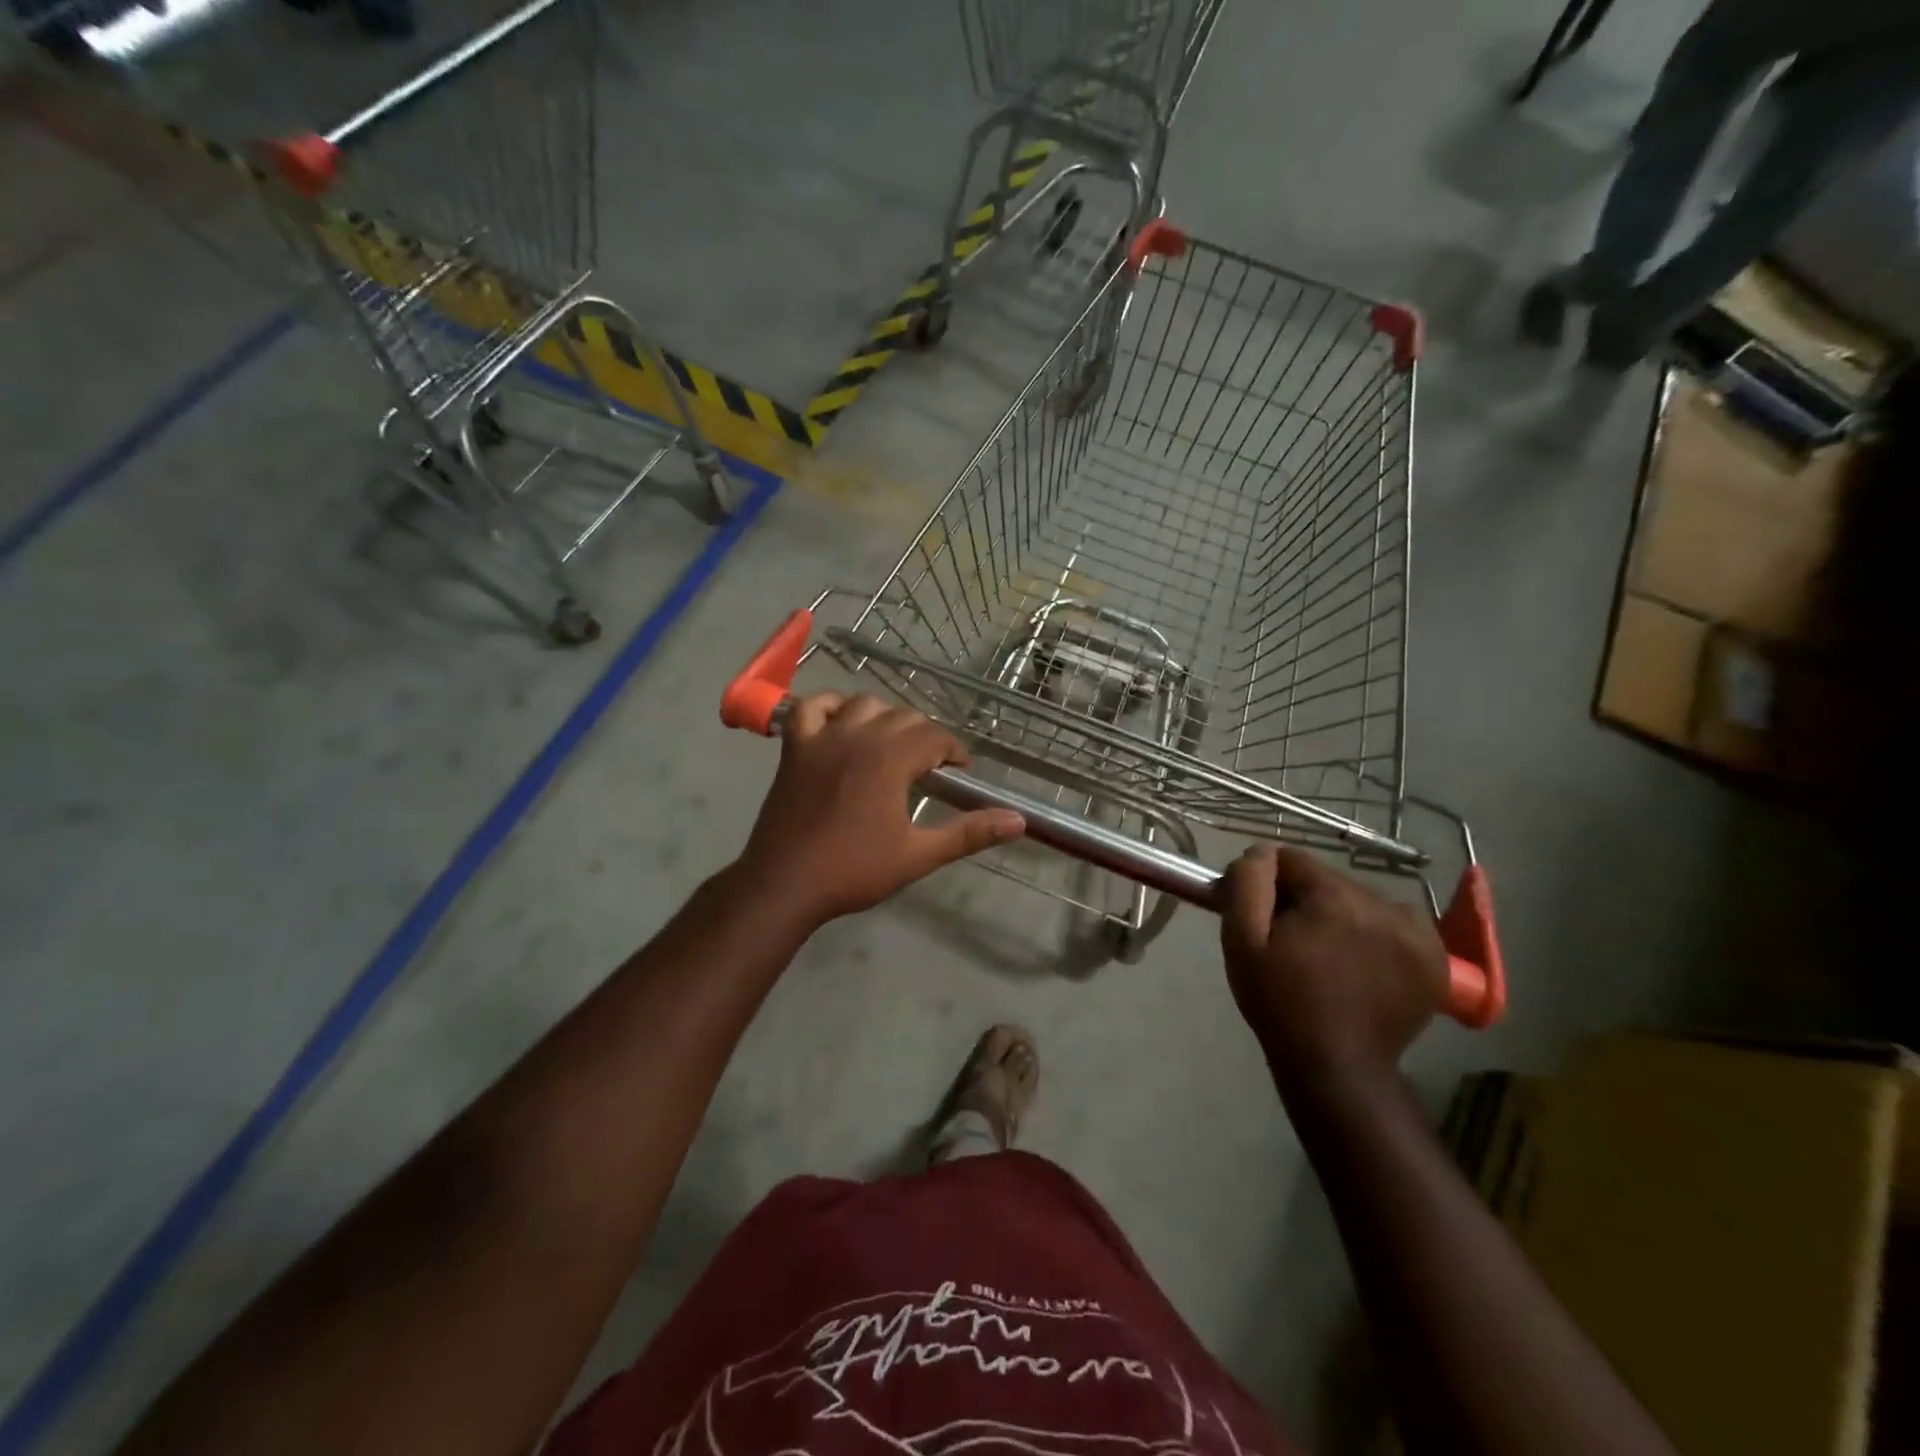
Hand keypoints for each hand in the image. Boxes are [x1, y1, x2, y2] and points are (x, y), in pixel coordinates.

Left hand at [735, 694, 1025, 926]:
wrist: (785, 884)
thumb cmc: (854, 870)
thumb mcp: (918, 855)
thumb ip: (969, 833)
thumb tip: (1019, 821)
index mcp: (891, 759)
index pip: (935, 736)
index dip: (953, 751)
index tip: (959, 771)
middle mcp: (859, 736)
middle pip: (904, 716)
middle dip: (924, 736)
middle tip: (930, 768)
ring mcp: (823, 737)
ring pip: (864, 704)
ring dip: (885, 718)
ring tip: (892, 746)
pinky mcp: (795, 747)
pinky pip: (811, 707)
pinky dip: (830, 706)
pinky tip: (841, 722)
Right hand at [1221, 845, 1446, 1098]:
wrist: (1336, 1066)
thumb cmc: (1280, 1001)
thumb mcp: (1242, 941)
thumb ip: (1248, 884)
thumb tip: (1262, 852)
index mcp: (1333, 897)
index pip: (1292, 860)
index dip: (1270, 884)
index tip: (1265, 917)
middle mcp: (1381, 903)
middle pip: (1329, 880)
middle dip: (1308, 901)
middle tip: (1294, 942)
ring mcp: (1416, 931)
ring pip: (1363, 899)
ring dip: (1343, 915)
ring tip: (1330, 956)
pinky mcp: (1435, 956)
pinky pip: (1398, 921)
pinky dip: (1380, 933)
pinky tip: (1366, 961)